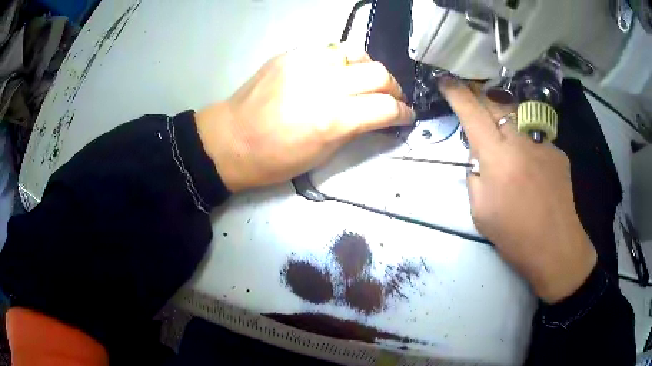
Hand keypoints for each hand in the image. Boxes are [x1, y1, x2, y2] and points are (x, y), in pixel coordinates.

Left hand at [196, 45, 413, 191]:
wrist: (230, 139)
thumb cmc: (274, 159)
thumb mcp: (321, 155)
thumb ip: (354, 129)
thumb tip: (377, 116)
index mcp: (331, 120)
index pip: (385, 107)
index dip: (402, 112)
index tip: (406, 116)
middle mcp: (322, 85)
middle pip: (378, 74)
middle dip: (393, 88)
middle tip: (391, 98)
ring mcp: (305, 64)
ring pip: (356, 54)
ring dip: (369, 70)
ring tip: (365, 82)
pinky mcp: (290, 54)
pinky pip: (329, 50)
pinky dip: (342, 61)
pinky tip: (338, 72)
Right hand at [439, 78, 596, 303]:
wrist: (556, 248)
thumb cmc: (514, 236)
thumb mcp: (480, 212)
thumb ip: (474, 177)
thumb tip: (479, 159)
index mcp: (497, 158)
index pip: (473, 113)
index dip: (457, 93)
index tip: (446, 80)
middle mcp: (521, 141)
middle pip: (496, 104)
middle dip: (480, 97)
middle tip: (471, 101)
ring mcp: (543, 143)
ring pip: (517, 116)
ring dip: (504, 118)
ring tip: (502, 134)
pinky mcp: (558, 152)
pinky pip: (535, 138)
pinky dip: (526, 143)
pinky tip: (531, 166)